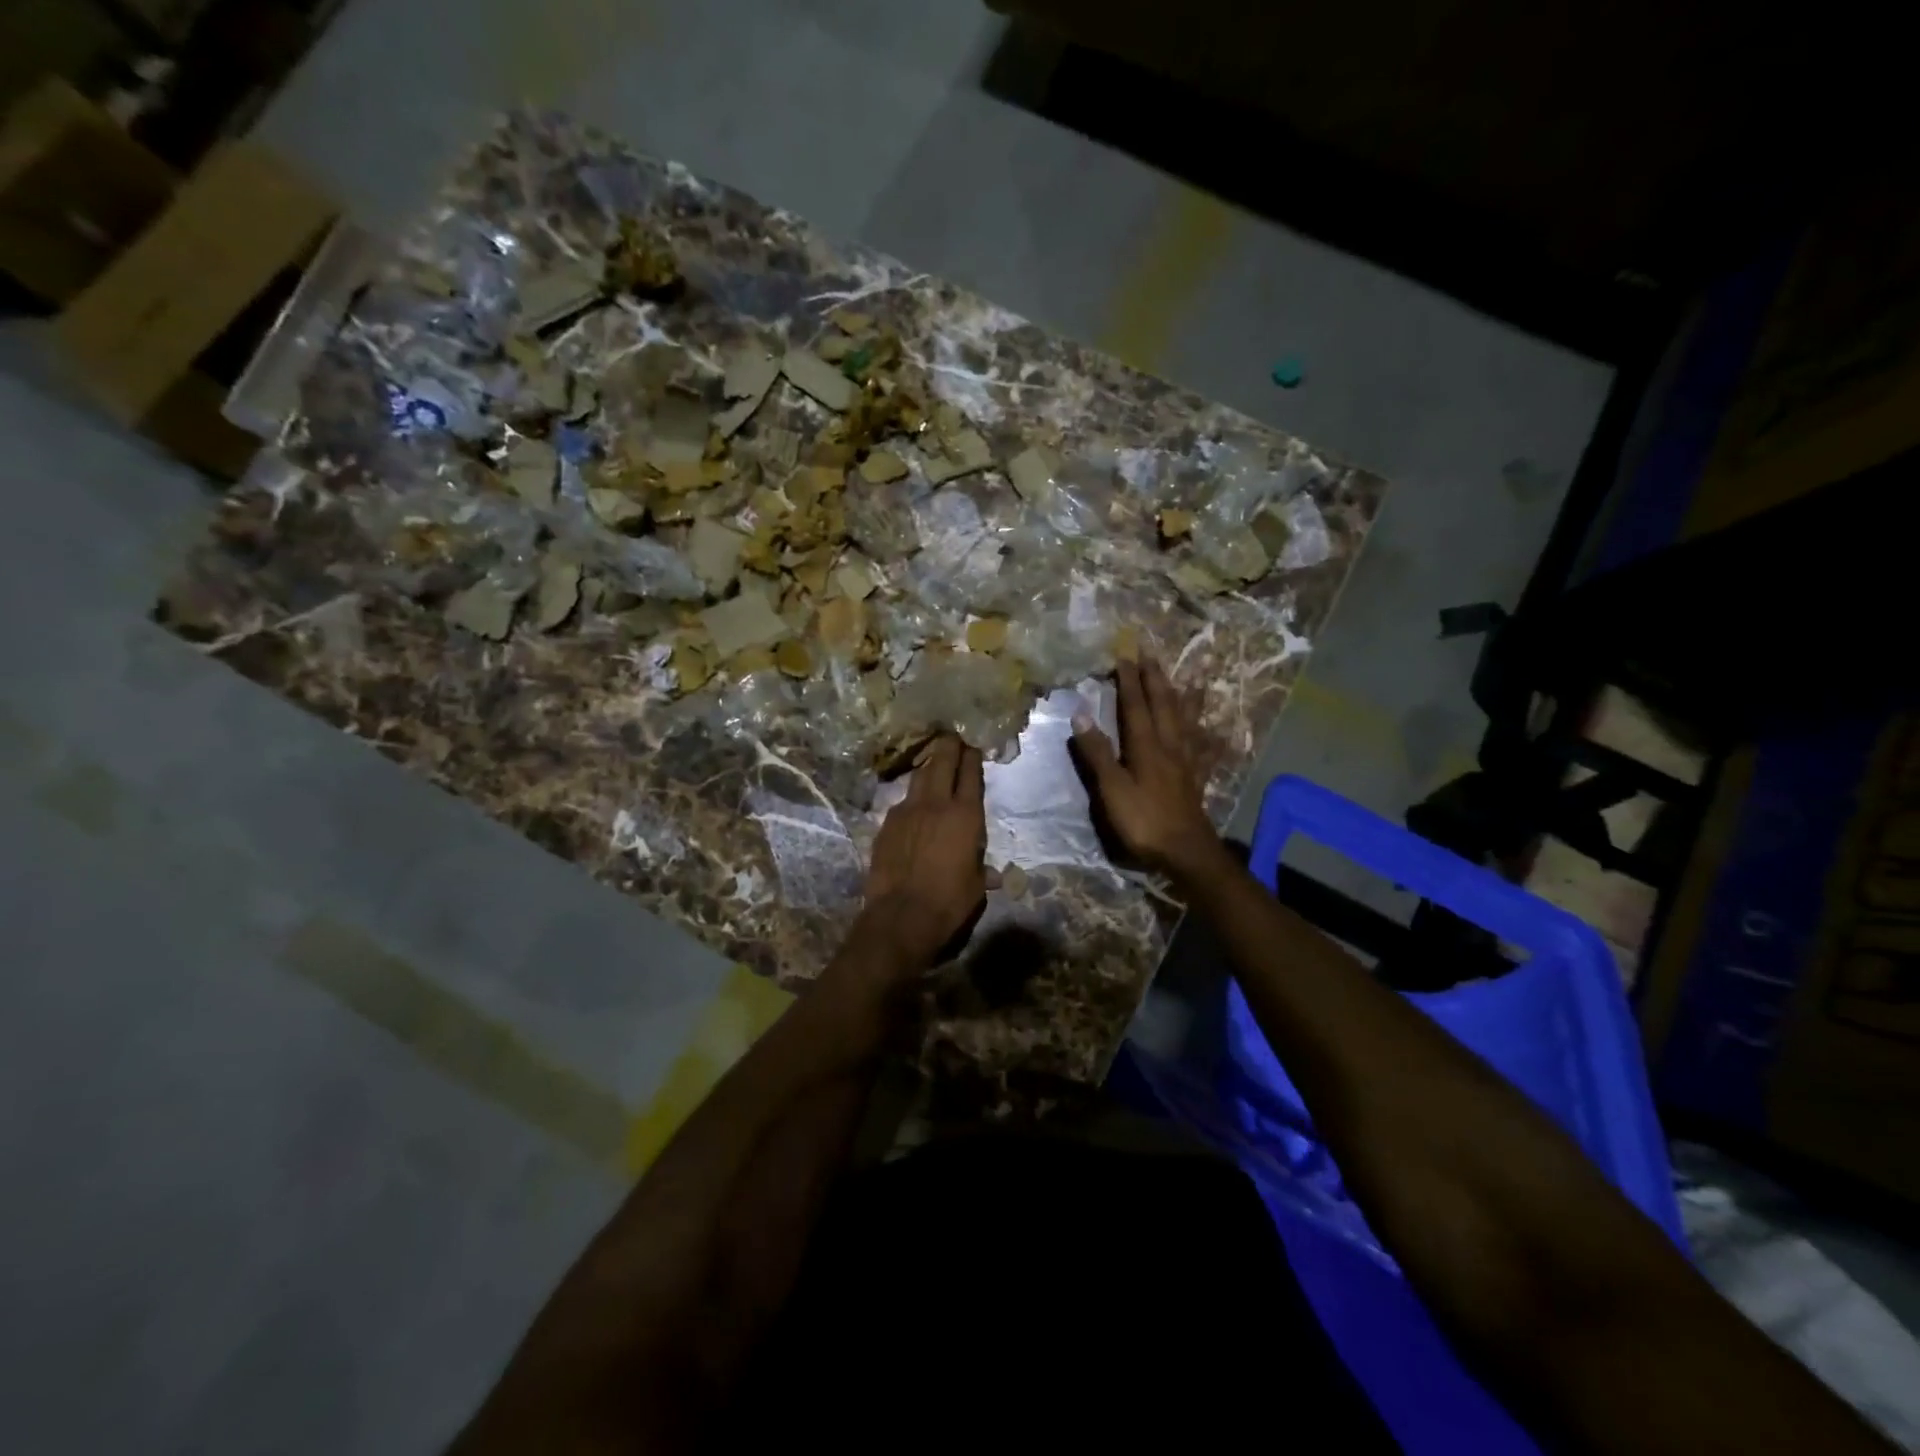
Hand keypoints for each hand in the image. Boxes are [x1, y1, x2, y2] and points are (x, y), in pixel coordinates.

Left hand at [857, 735, 986, 971]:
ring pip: (919, 777)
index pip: (970, 774)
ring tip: (933, 763)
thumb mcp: (976, 887)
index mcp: (965, 815)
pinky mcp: (886, 824)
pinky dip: (911, 798)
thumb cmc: (949, 902)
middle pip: (941, 762)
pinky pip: (902, 802)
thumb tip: (994, 874)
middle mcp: (936, 804)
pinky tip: (913, 806)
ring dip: (928, 767)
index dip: (972, 756)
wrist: (901, 916)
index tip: (973, 745)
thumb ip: (983, 871)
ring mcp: (907, 811)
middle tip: (952, 736)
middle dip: (948, 746)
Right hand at [1072, 656, 1220, 880]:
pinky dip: (1206, 733)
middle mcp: (1169, 745)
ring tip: (1192, 676)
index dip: (1129, 681)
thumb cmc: (1143, 820)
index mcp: (1146, 746)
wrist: (1185, 851)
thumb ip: (1097, 753)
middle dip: (1156, 678)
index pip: (1135, 706)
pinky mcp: (1196, 777)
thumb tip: (1081, 715)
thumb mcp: (1112, 789)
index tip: (1123, 656)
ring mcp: (1186, 760)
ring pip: (1186, 720)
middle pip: (1164, 705)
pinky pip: (1203, 747)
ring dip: (1185, 696)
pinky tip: (1212, 729)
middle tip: (1151, 655)